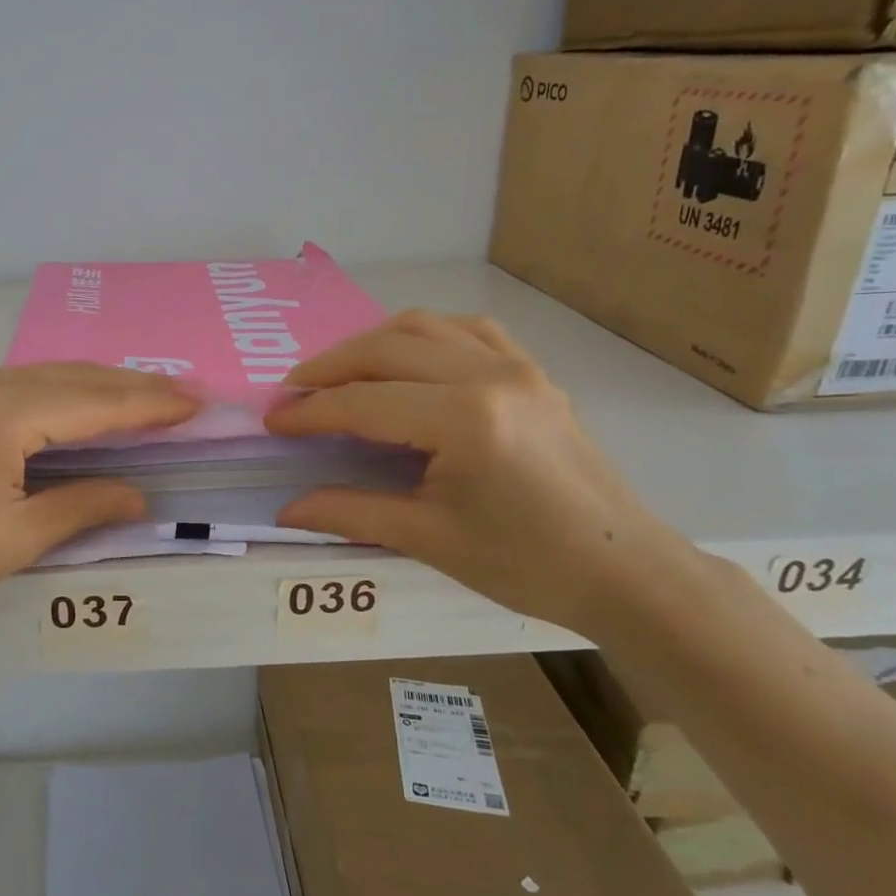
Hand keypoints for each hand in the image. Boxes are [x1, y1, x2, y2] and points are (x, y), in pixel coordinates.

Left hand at [0, 364, 197, 630]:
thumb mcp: (17, 539)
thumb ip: (84, 506)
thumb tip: (140, 494)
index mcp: (2, 414)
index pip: (94, 403)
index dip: (149, 406)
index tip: (196, 402)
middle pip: (75, 378)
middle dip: (133, 387)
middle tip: (186, 393)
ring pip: (49, 376)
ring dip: (101, 386)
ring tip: (150, 396)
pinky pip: (23, 384)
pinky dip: (64, 392)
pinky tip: (87, 403)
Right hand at [266, 311, 702, 634]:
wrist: (623, 569)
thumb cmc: (525, 563)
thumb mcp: (429, 539)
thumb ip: (351, 512)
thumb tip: (286, 510)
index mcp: (463, 418)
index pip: (364, 402)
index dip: (310, 412)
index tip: (273, 420)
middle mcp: (489, 374)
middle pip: (386, 349)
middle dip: (330, 367)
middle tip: (293, 392)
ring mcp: (517, 366)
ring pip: (424, 326)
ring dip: (372, 343)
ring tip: (339, 372)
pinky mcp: (533, 372)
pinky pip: (468, 331)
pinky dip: (424, 336)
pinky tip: (408, 358)